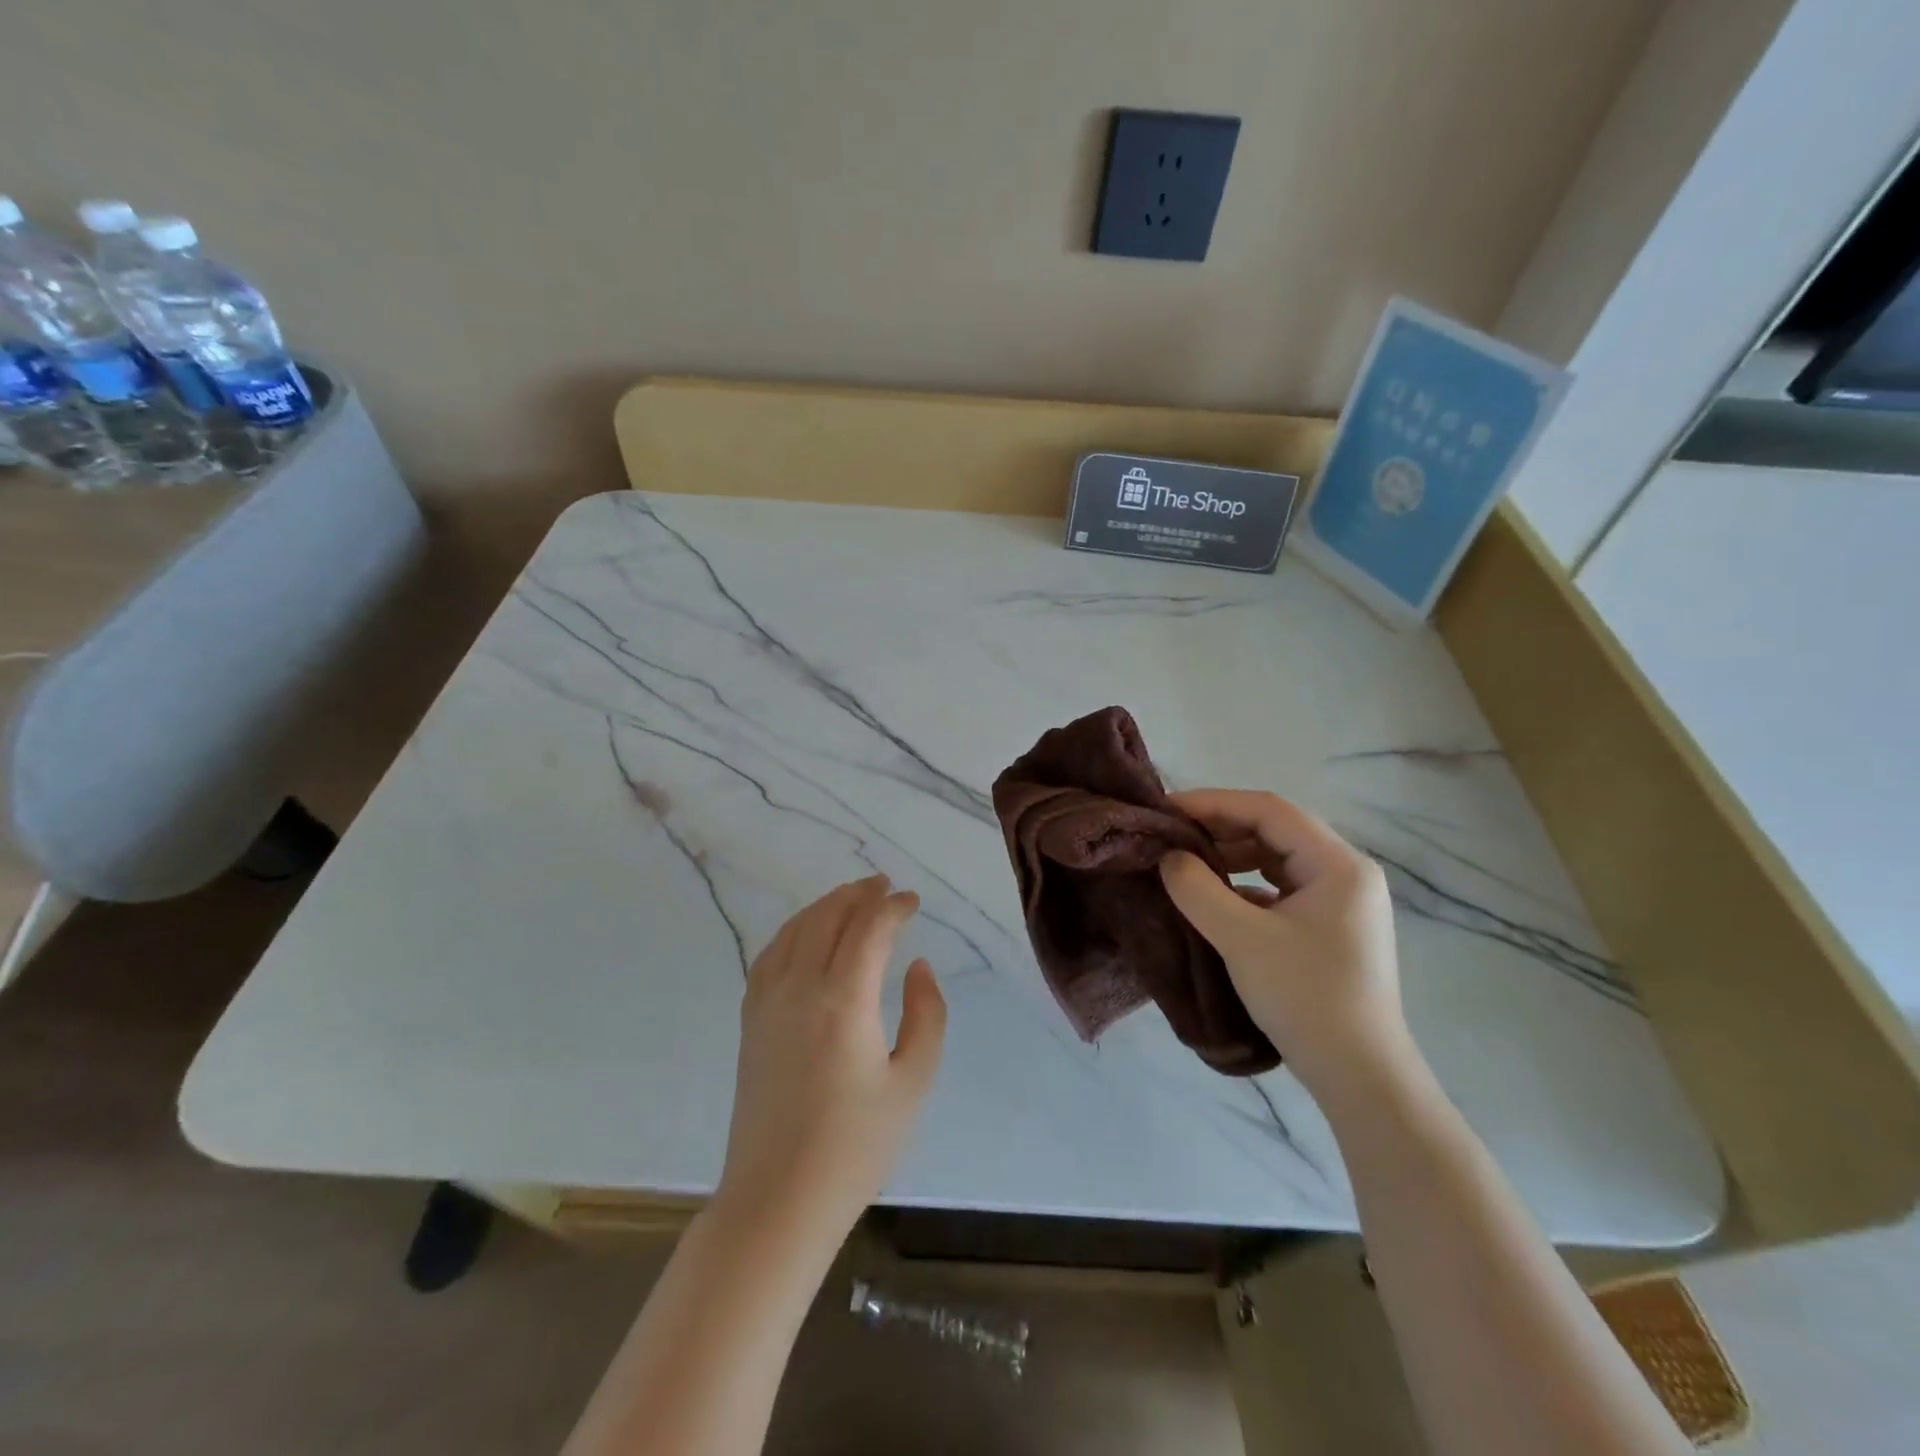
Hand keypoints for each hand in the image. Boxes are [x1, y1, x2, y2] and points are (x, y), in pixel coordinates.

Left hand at [713, 876, 946, 1251]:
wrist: (778, 1199)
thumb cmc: (855, 1147)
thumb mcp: (912, 1083)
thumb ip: (926, 1015)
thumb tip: (916, 966)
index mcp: (843, 1000)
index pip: (869, 928)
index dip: (892, 906)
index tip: (912, 901)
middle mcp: (800, 988)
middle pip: (828, 917)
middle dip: (859, 894)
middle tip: (884, 887)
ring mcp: (768, 1002)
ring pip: (796, 929)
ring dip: (826, 906)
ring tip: (851, 898)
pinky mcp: (751, 1020)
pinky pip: (770, 954)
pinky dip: (793, 930)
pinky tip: (805, 934)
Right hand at [1159, 789, 1414, 1103]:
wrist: (1360, 1077)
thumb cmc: (1305, 998)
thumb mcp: (1241, 939)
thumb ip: (1197, 889)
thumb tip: (1169, 856)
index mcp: (1338, 864)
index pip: (1270, 810)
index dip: (1214, 803)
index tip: (1167, 810)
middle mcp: (1346, 873)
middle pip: (1275, 831)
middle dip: (1220, 829)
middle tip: (1171, 837)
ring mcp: (1341, 902)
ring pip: (1277, 860)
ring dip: (1231, 858)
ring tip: (1187, 865)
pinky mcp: (1330, 928)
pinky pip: (1281, 889)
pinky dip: (1245, 886)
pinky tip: (1215, 901)